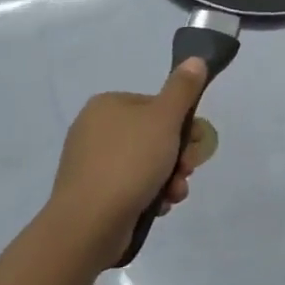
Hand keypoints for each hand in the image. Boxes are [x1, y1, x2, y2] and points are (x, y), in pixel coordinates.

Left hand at [49, 60, 213, 267]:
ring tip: (174, 195)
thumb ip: (182, 88)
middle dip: (178, 156)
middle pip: (153, 136)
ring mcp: (91, 164)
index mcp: (107, 105)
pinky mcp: (92, 194)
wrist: (88, 224)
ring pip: (146, 164)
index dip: (182, 124)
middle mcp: (94, 130)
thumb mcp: (164, 118)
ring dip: (169, 178)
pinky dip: (149, 195)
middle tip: (187, 171)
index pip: (156, 106)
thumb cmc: (129, 162)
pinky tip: (158, 207)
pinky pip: (131, 187)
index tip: (195, 142)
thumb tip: (195, 59)